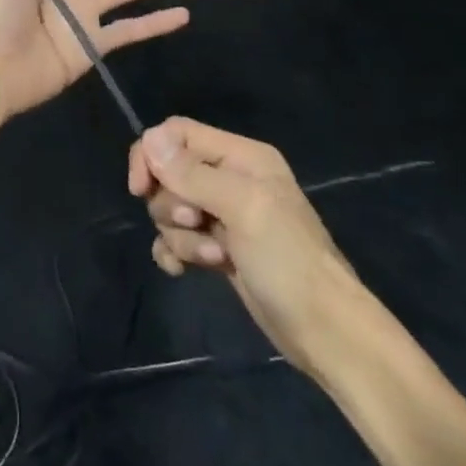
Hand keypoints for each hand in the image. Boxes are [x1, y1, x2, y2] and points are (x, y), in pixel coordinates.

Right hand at [128, 117, 365, 378]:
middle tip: (197, 224)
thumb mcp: (242, 208)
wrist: (325, 332)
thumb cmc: (288, 260)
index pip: (177, 133)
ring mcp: (224, 216)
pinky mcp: (219, 249)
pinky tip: (183, 272)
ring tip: (212, 257)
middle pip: (169, 172)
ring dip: (180, 235)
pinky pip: (177, 239)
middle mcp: (231, 178)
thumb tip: (149, 138)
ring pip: (171, 209)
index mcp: (241, 156)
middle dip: (171, 203)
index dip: (152, 154)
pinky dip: (175, 252)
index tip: (140, 189)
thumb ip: (193, 174)